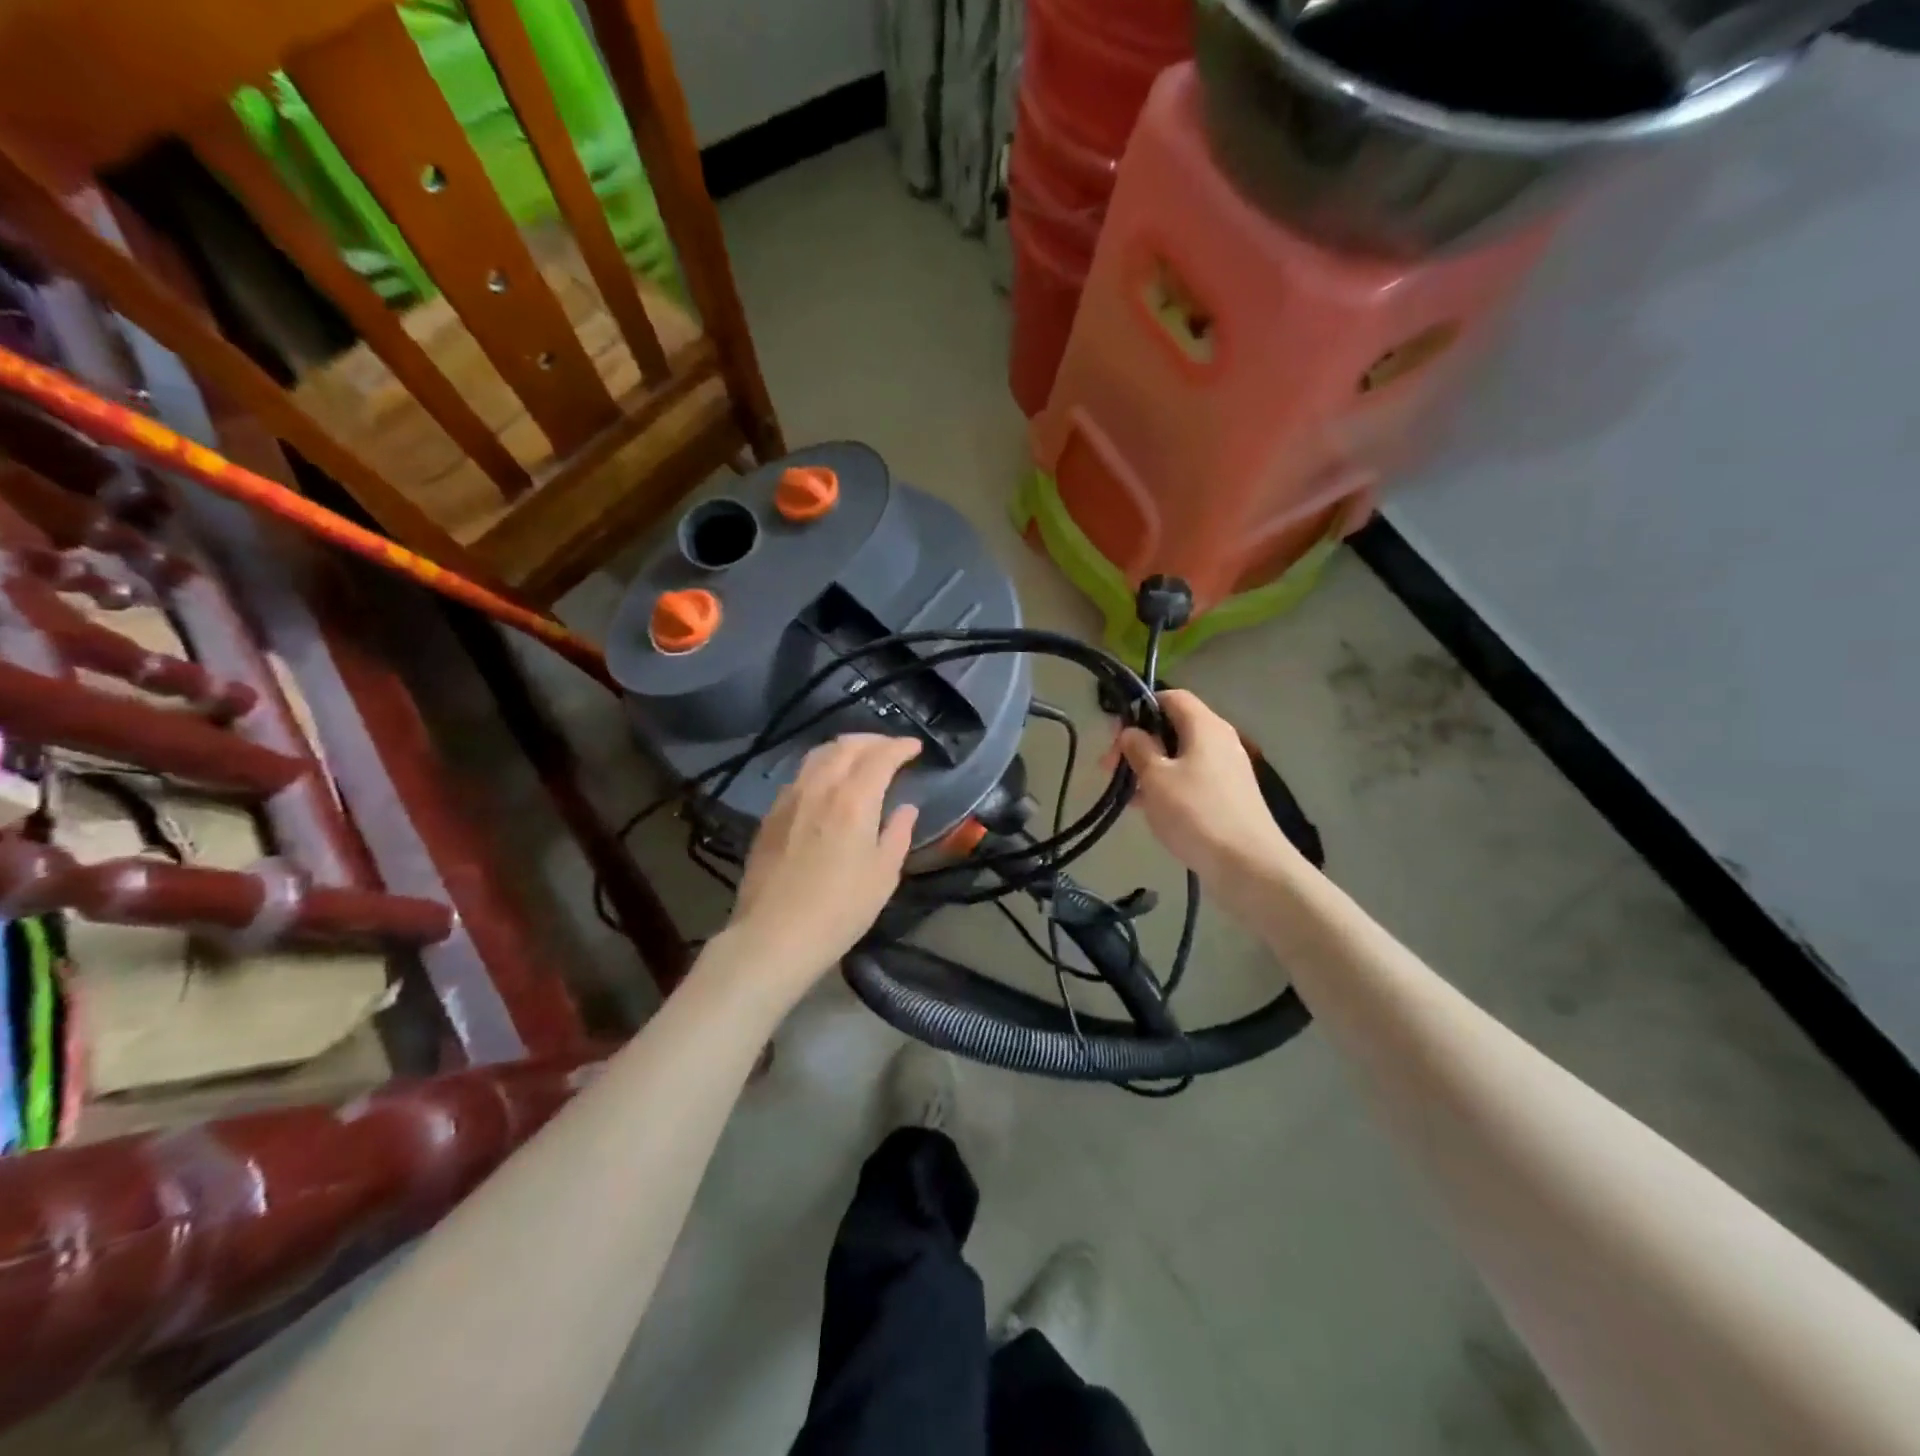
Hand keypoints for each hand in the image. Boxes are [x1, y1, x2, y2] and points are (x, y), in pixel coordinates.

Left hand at [722, 734, 921, 991]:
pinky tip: (826, 784)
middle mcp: (820, 787)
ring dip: (844, 749)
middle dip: (873, 741)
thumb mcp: (884, 875)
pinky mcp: (771, 814)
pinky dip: (821, 767)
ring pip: (818, 755)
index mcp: (854, 799)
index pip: (881, 756)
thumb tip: (906, 808)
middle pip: (846, 746)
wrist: (774, 935)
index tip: (915, 748)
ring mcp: (791, 798)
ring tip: (859, 758)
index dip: (900, 747)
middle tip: (890, 749)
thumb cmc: (840, 909)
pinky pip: (800, 775)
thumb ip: (898, 834)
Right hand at [1111, 690, 1303, 889]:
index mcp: (1205, 726)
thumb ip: (1139, 748)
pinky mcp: (1229, 795)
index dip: (1141, 708)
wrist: (1247, 864)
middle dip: (1140, 743)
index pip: (1171, 697)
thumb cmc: (1195, 813)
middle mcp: (1220, 740)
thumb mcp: (1156, 777)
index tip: (1116, 735)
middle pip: (1174, 727)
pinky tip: (1148, 809)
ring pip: (1180, 756)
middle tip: (1112, 768)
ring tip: (1126, 794)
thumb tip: (1131, 731)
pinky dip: (1168, 786)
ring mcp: (1227, 769)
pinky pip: (1191, 779)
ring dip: (1150, 768)